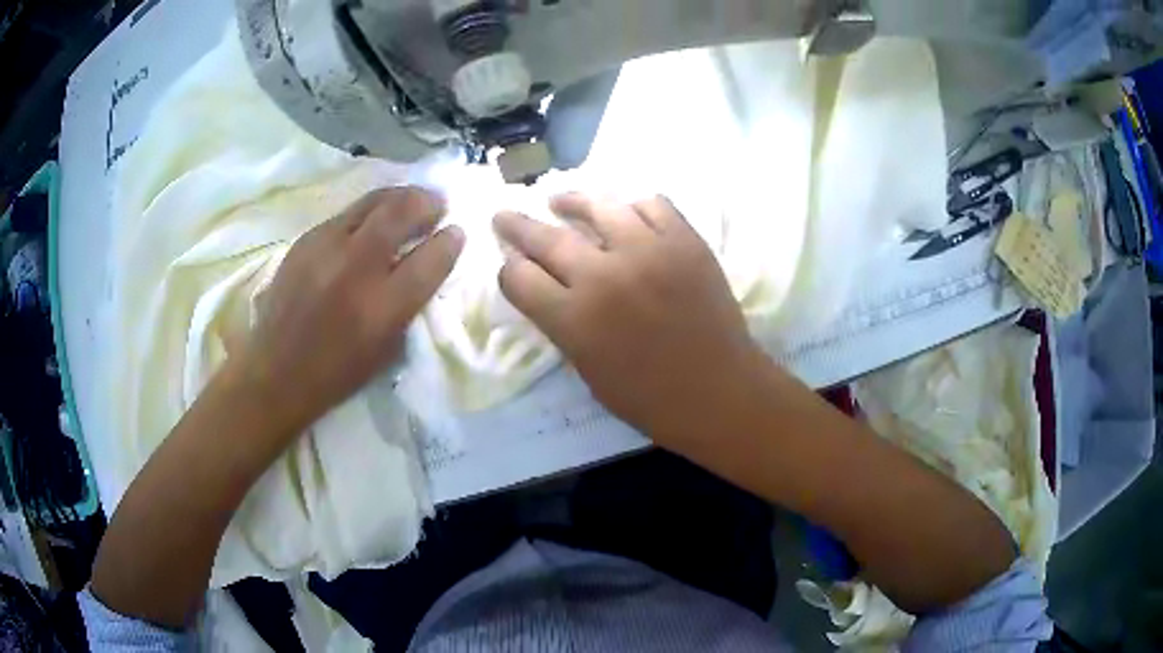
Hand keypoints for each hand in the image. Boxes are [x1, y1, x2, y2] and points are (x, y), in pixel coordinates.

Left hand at [240, 187, 462, 433]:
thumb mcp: (387, 348)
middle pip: (401, 213)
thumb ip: (410, 303)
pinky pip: (346, 214)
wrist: (277, 370)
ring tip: (411, 199)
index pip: (430, 259)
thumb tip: (426, 264)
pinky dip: (367, 212)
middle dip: (427, 202)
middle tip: (437, 203)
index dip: (450, 241)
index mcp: (383, 307)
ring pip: (372, 202)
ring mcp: (326, 248)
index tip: (457, 232)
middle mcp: (356, 268)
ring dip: (399, 197)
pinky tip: (371, 220)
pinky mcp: (306, 240)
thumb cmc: (338, 371)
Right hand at [494, 193, 763, 449]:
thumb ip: (563, 325)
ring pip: (599, 205)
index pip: (518, 277)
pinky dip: (634, 207)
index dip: (508, 271)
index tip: (512, 267)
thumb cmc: (650, 398)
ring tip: (560, 200)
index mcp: (574, 319)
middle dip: (516, 225)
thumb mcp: (588, 370)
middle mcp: (604, 276)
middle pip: (545, 237)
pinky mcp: (685, 241)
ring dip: (572, 201)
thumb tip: (549, 290)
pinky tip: (625, 214)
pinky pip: (652, 204)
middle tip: (503, 215)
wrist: (718, 391)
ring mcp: (648, 251)